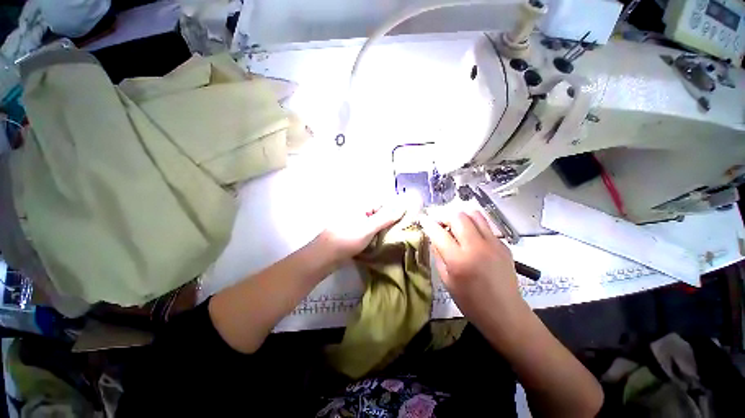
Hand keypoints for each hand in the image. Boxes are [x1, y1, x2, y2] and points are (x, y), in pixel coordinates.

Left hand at [319, 203, 405, 260]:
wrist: (325, 257)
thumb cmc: (346, 240)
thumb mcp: (368, 228)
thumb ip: (386, 217)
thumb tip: (404, 204)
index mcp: (361, 206)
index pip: (384, 203)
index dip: (396, 209)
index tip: (409, 218)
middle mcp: (359, 211)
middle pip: (380, 212)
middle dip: (392, 220)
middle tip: (405, 229)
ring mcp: (356, 222)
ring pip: (375, 222)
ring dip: (385, 228)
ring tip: (398, 236)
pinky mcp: (354, 233)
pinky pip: (370, 230)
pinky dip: (377, 234)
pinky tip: (384, 241)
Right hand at [419, 210, 526, 320]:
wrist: (505, 313)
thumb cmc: (470, 301)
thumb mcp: (446, 280)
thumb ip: (439, 255)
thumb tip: (434, 237)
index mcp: (459, 260)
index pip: (438, 232)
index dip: (428, 223)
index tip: (423, 219)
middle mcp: (476, 247)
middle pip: (457, 216)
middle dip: (444, 216)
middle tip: (440, 224)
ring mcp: (493, 243)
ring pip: (474, 214)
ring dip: (460, 217)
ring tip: (455, 226)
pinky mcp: (503, 244)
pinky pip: (485, 225)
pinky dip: (474, 225)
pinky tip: (471, 236)